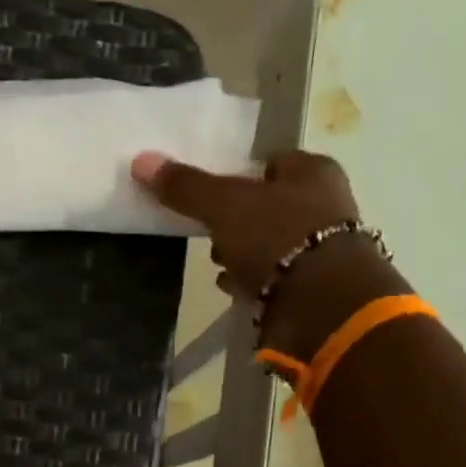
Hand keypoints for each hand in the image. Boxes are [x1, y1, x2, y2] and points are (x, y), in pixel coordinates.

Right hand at [130, 149, 360, 301]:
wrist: (320, 306)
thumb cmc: (278, 238)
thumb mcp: (224, 205)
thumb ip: (187, 187)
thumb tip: (141, 160)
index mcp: (313, 171)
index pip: (271, 163)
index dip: (239, 175)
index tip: (210, 194)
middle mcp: (324, 205)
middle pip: (269, 206)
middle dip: (238, 220)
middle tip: (210, 232)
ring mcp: (321, 251)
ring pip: (270, 244)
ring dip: (243, 253)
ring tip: (218, 266)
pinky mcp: (312, 289)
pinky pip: (274, 279)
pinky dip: (252, 282)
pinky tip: (232, 288)